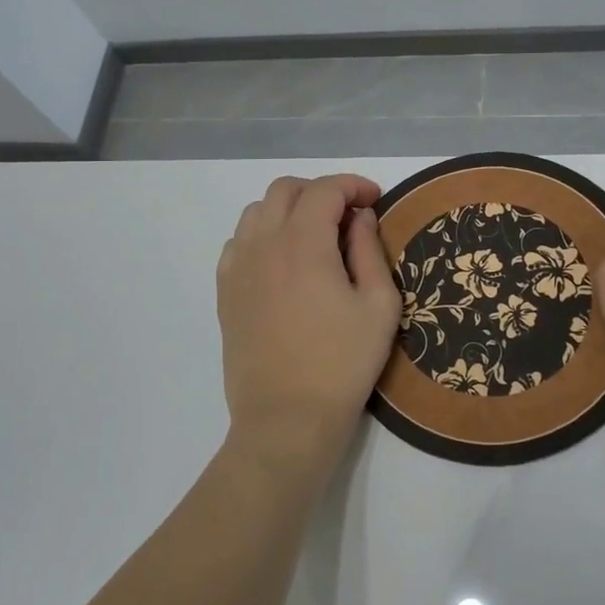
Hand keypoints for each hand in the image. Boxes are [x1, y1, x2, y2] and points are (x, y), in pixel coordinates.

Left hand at [216, 173, 401, 491]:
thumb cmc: (343, 363)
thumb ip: (370, 250)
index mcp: (303, 243)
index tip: (375, 200)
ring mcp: (237, 268)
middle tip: (348, 216)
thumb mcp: (379, 305)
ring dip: (288, 210)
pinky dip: (263, 235)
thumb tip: (360, 217)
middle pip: (285, 190)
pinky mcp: (225, 292)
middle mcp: (263, 244)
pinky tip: (283, 262)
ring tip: (315, 236)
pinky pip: (238, 242)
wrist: (287, 418)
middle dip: (320, 191)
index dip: (354, 185)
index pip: (325, 190)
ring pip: (257, 212)